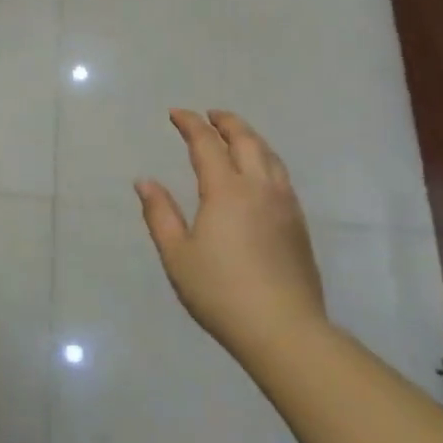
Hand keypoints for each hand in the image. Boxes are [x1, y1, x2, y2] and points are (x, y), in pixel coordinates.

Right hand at [135, 109, 326, 357]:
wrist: (284, 329)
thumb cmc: (220, 292)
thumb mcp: (177, 255)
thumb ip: (160, 214)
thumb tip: (145, 182)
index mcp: (226, 190)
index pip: (206, 143)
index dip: (190, 124)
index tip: (176, 114)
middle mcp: (259, 187)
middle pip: (246, 140)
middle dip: (226, 122)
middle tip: (210, 115)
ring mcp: (284, 204)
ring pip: (270, 155)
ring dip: (250, 137)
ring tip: (235, 135)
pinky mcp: (298, 223)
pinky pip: (281, 175)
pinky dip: (265, 159)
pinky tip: (259, 172)